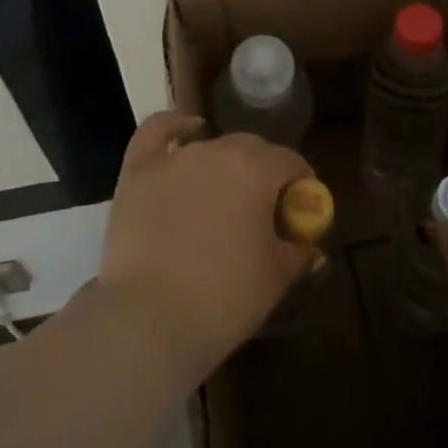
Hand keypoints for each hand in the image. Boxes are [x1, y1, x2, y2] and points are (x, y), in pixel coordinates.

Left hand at [96, 111, 315, 383]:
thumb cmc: (222, 299)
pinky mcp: (138, 170)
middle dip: (264, 173)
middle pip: (252, 149)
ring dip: (224, 166)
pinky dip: (175, 126)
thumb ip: (297, 252)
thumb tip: (308, 247)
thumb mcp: (275, 279)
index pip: (290, 162)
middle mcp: (217, 151)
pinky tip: (187, 130)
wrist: (147, 321)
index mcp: (257, 170)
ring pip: (211, 148)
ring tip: (222, 199)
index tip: (299, 210)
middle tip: (262, 212)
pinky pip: (157, 131)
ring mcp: (174, 158)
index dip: (300, 184)